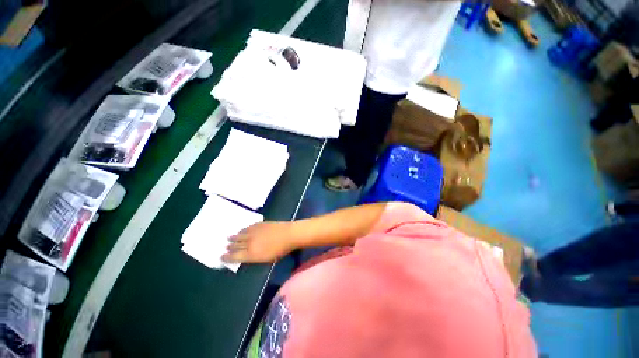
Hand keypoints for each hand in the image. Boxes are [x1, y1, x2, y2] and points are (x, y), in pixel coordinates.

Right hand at [222, 222, 296, 262]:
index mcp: (251, 254)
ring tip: (229, 238)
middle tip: (225, 247)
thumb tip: (246, 256)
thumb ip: (255, 257)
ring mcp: (254, 232)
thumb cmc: (281, 250)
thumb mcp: (267, 259)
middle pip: (235, 245)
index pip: (234, 256)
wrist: (289, 234)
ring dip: (234, 237)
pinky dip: (242, 230)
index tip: (221, 257)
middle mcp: (249, 243)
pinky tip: (241, 230)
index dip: (226, 257)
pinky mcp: (258, 224)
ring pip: (239, 235)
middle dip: (229, 247)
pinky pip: (247, 227)